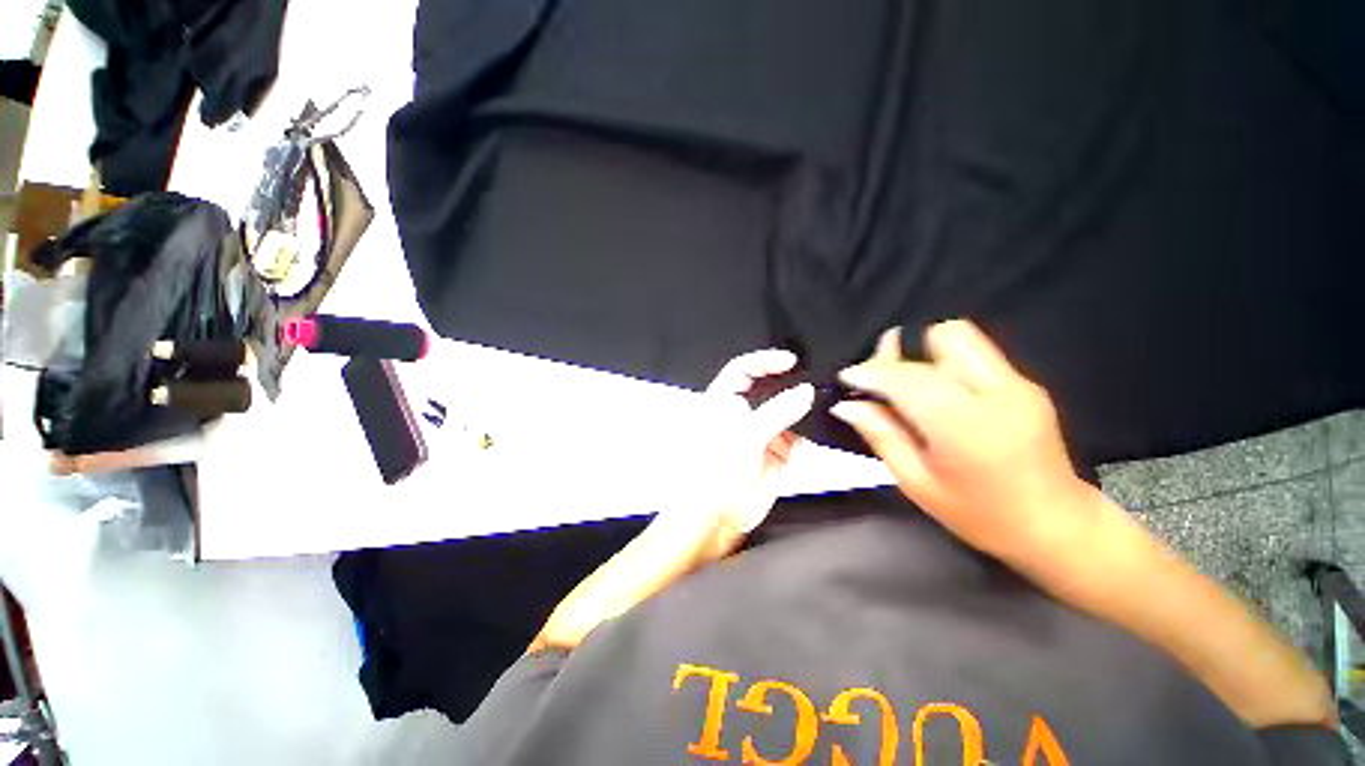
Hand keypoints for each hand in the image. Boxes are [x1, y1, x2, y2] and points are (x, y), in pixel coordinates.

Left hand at [660, 349, 814, 559]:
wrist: (717, 519)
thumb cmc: (714, 473)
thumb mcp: (746, 436)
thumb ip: (778, 411)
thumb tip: (805, 391)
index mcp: (723, 402)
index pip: (743, 370)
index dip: (765, 361)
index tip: (790, 361)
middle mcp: (743, 413)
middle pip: (769, 387)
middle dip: (790, 382)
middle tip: (815, 376)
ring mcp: (761, 432)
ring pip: (787, 410)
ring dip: (803, 407)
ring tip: (824, 399)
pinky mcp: (777, 451)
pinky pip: (798, 435)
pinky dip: (809, 431)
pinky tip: (820, 427)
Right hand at [830, 320, 1093, 560]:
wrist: (1056, 525)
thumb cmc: (978, 515)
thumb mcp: (917, 483)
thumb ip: (882, 436)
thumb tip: (846, 406)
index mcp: (964, 426)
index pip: (907, 378)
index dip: (871, 372)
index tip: (847, 377)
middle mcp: (995, 393)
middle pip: (937, 341)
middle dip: (898, 357)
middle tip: (878, 382)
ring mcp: (1016, 384)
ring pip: (959, 336)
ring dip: (925, 352)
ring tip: (909, 384)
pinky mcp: (1025, 383)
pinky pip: (974, 353)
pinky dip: (945, 362)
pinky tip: (938, 394)